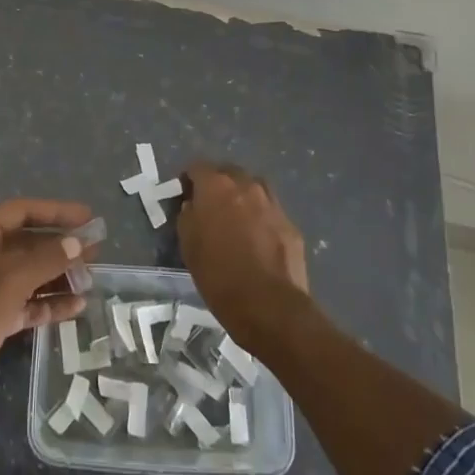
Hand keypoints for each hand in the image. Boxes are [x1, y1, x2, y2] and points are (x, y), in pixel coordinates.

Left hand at [0, 198, 93, 426]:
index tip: (88, 216)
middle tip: (96, 251)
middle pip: (26, 243)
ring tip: (91, 279)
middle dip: (60, 247)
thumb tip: (78, 241)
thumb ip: (47, 258)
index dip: (56, 212)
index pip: (22, 211)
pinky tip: (75, 308)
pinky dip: (46, 304)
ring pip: (26, 275)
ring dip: (57, 277)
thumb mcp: (12, 279)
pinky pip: (22, 303)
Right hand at [177, 163, 309, 348]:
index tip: (184, 196)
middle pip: (228, 173)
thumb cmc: (220, 276)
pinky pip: (270, 212)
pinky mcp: (290, 224)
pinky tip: (258, 240)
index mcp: (216, 186)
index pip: (197, 167)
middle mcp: (246, 185)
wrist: (270, 307)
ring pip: (253, 188)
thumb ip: (188, 216)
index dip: (189, 180)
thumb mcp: (189, 246)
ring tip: (236, 221)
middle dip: (218, 185)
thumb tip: (192, 206)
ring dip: (242, 198)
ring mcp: (272, 203)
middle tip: (210, 208)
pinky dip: (261, 218)